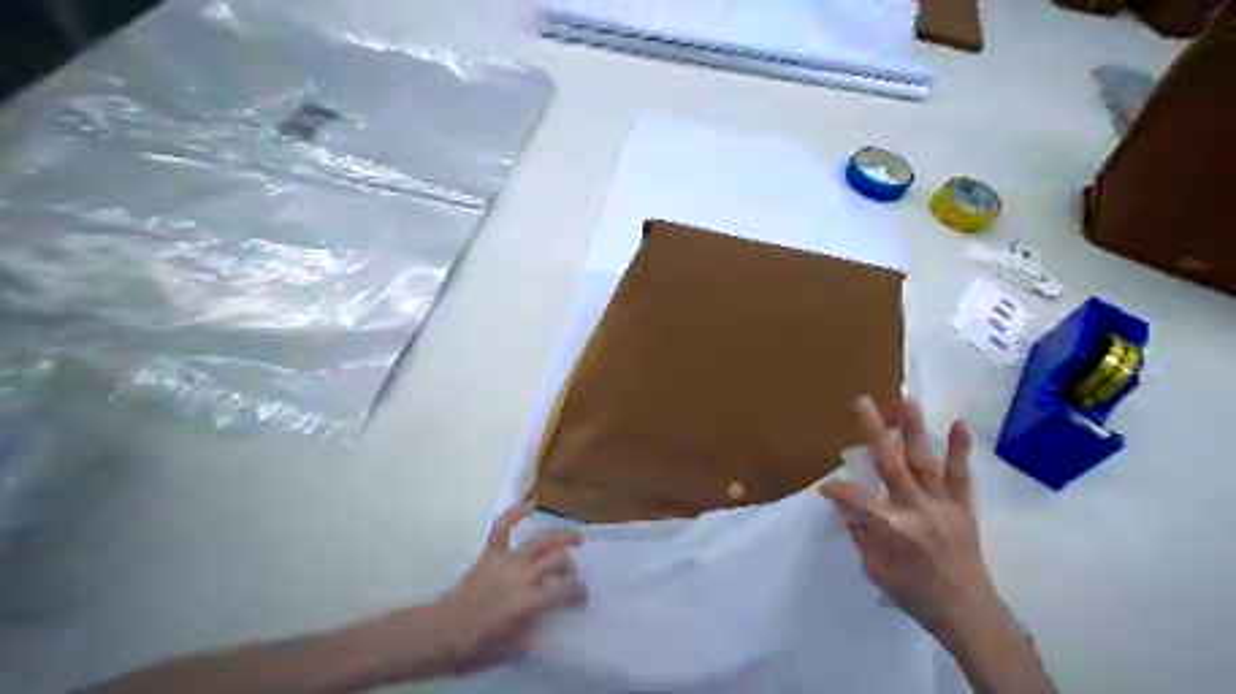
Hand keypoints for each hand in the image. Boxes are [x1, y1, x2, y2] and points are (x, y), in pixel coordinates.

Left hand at [429, 503, 586, 672]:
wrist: (442, 631)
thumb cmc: (477, 645)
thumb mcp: (514, 648)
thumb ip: (536, 630)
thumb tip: (553, 619)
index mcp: (528, 601)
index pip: (565, 591)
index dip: (579, 593)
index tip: (583, 597)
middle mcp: (522, 575)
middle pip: (557, 560)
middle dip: (571, 567)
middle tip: (573, 575)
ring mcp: (506, 559)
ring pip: (541, 540)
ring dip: (562, 536)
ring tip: (577, 538)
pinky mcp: (490, 552)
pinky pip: (503, 526)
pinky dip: (516, 512)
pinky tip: (531, 503)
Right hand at [818, 399, 1002, 641]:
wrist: (968, 610)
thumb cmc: (915, 593)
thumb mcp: (876, 571)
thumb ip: (862, 536)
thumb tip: (851, 512)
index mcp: (891, 526)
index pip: (855, 499)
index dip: (837, 491)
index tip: (826, 489)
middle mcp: (914, 507)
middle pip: (889, 462)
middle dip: (873, 431)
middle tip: (863, 403)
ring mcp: (941, 503)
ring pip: (923, 459)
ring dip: (913, 429)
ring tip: (904, 400)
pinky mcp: (962, 505)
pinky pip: (960, 474)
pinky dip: (960, 449)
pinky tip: (958, 423)